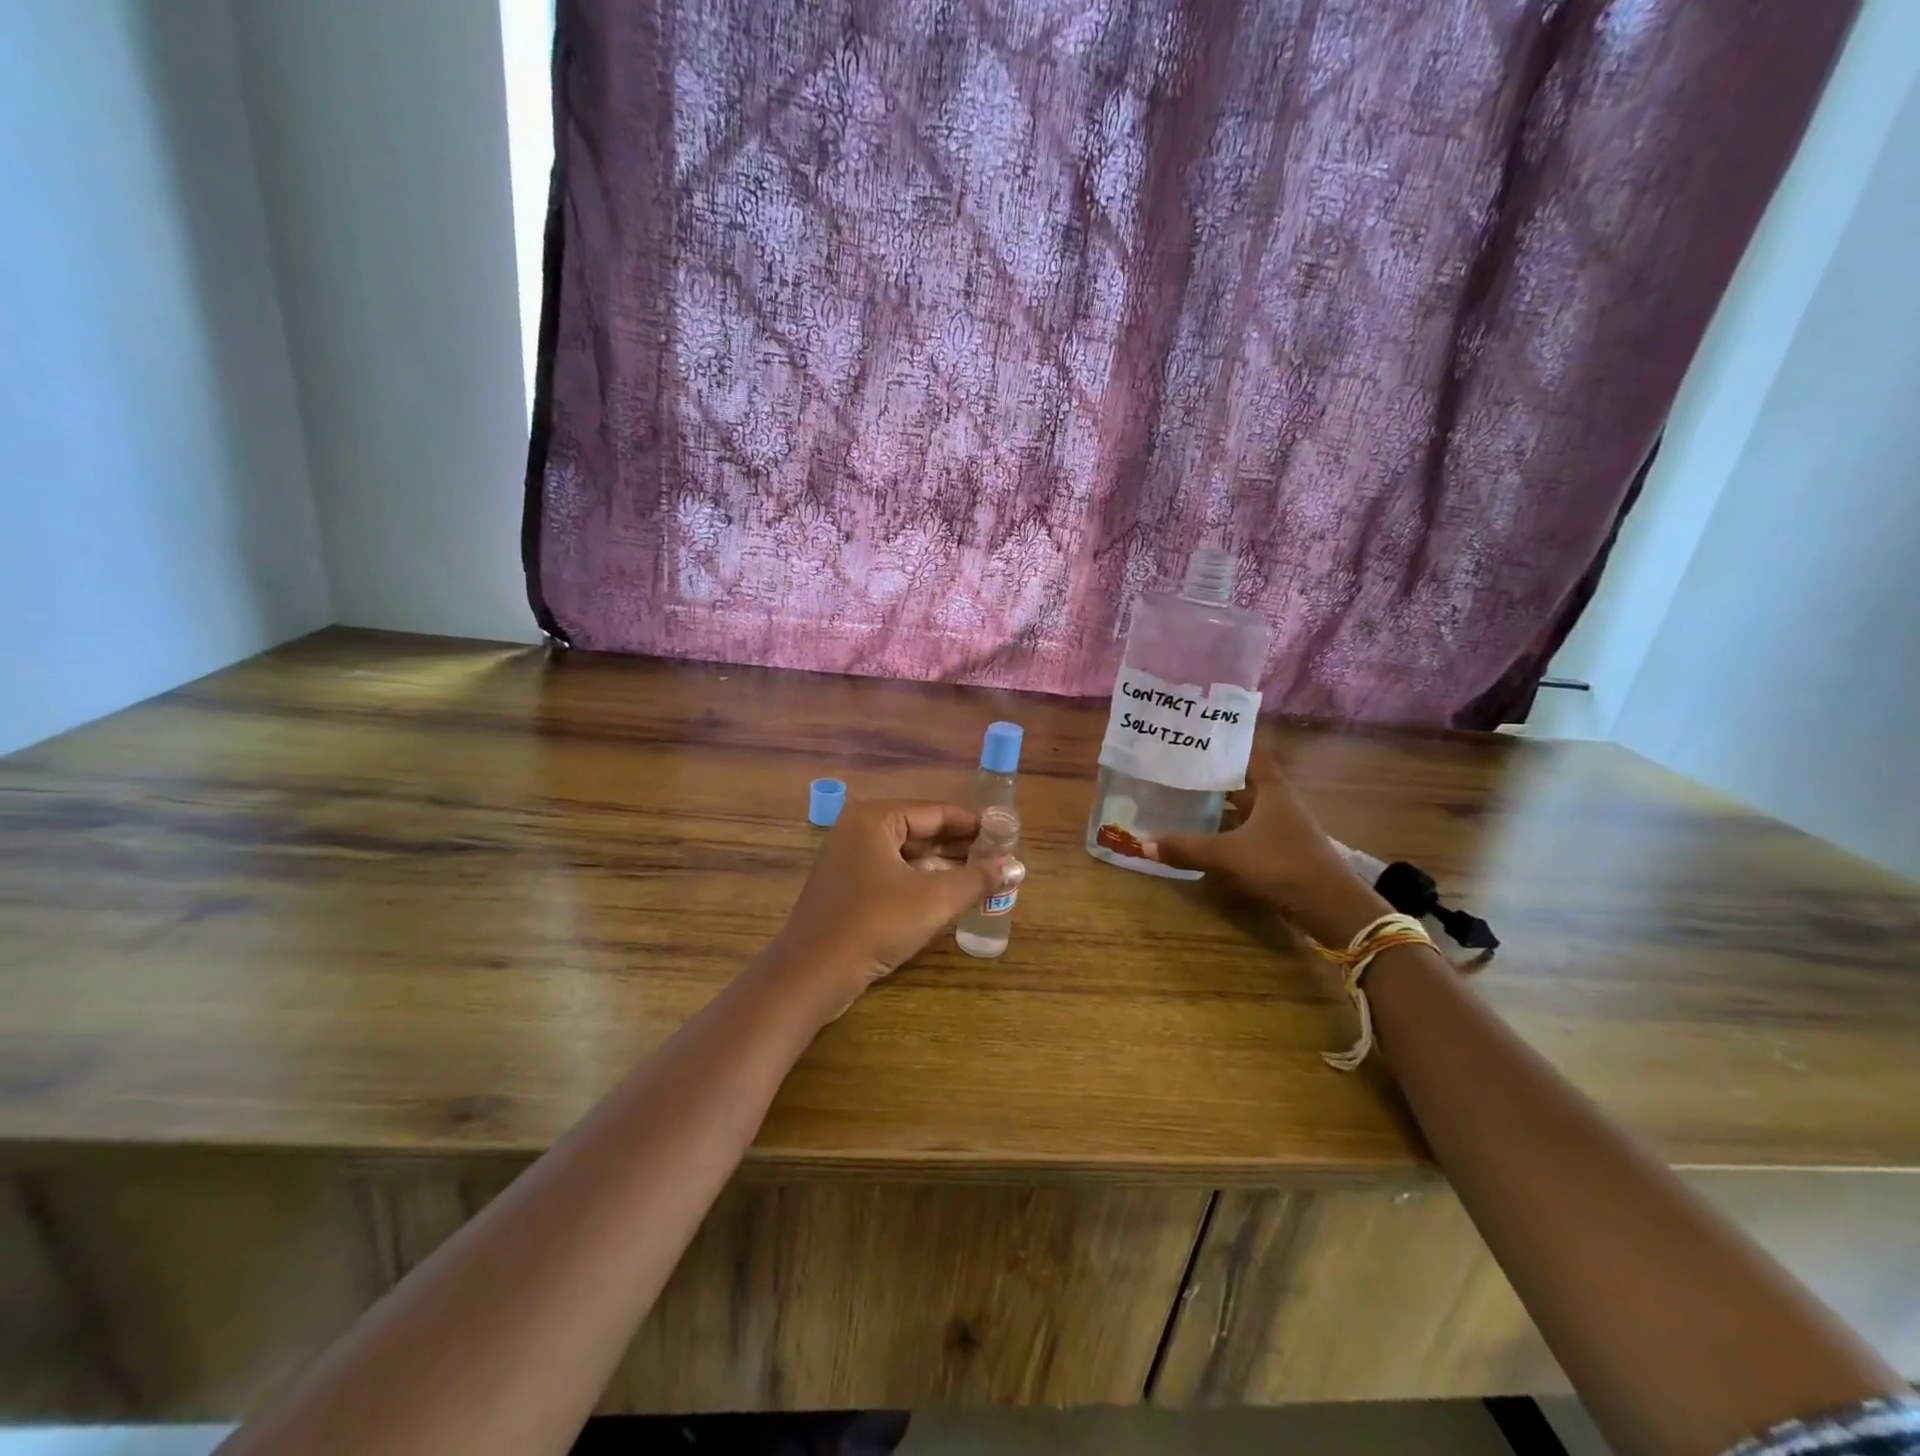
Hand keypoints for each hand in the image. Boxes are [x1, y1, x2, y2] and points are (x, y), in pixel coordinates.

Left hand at [768, 799, 1014, 1015]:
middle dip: (960, 847)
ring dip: (943, 867)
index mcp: (874, 818)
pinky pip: (892, 875)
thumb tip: (1018, 866)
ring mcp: (848, 860)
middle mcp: (858, 830)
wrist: (811, 974)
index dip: (973, 823)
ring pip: (906, 856)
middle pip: (920, 831)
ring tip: (982, 878)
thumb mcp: (934, 900)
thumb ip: (978, 879)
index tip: (1006, 833)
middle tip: (1000, 858)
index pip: (935, 812)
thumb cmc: (875, 924)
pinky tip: (949, 896)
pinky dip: (920, 882)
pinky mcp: (846, 888)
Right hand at [1144, 748, 1387, 944]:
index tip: (1198, 739)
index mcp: (1272, 790)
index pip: (1250, 754)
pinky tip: (1204, 838)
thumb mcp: (1228, 855)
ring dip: (1219, 808)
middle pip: (1243, 782)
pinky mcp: (1282, 852)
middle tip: (1177, 772)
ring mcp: (1283, 828)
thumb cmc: (1282, 865)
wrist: (1332, 909)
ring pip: (1245, 810)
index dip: (1226, 745)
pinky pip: (1248, 833)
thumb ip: (1187, 848)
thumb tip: (1143, 844)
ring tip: (1182, 802)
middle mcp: (1279, 803)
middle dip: (1213, 778)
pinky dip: (1227, 833)